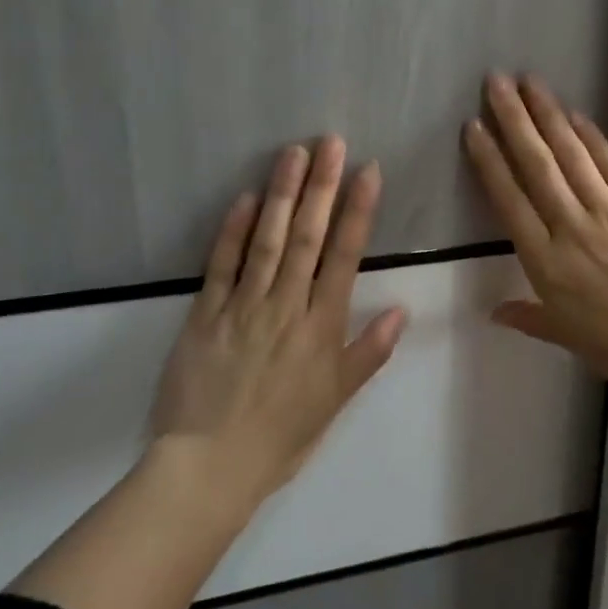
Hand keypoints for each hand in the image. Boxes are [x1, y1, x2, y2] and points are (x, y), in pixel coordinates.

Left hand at [150, 136, 408, 509]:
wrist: (209, 467)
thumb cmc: (282, 435)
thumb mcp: (336, 400)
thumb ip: (369, 352)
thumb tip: (403, 309)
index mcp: (321, 326)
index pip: (345, 256)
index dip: (358, 210)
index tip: (368, 170)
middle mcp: (286, 306)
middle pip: (308, 237)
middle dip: (322, 186)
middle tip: (331, 142)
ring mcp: (243, 306)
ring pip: (267, 240)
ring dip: (282, 195)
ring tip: (294, 153)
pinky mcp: (204, 314)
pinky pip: (220, 265)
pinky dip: (232, 230)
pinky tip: (245, 198)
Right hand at [462, 74, 607, 408]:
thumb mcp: (570, 339)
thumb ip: (530, 318)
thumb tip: (493, 311)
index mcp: (546, 265)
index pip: (509, 201)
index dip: (489, 161)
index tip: (473, 127)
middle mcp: (571, 229)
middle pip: (536, 165)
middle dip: (513, 120)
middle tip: (495, 82)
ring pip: (571, 155)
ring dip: (548, 115)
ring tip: (529, 82)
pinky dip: (592, 136)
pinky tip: (575, 113)